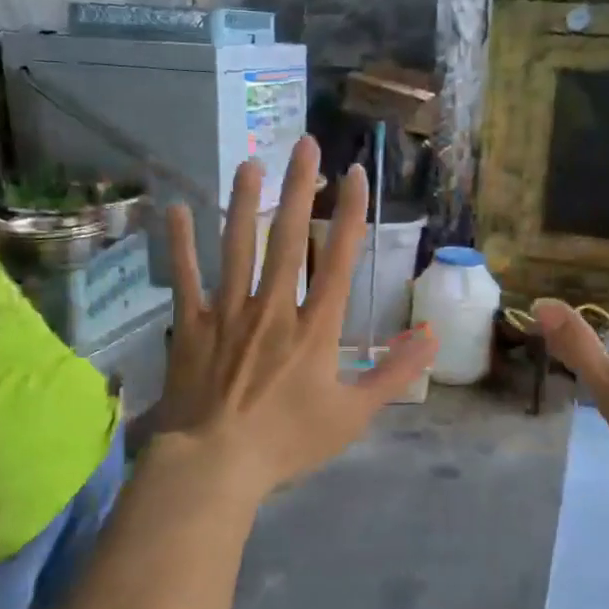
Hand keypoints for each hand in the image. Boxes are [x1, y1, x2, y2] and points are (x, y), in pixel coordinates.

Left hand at [157, 136, 436, 499]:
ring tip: (250, 162)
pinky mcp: (192, 326)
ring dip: (244, 202)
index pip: (340, 259)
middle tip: (305, 144)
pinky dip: (179, 244)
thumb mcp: (353, 414)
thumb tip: (432, 336)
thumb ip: (394, 373)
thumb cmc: (288, 441)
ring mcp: (228, 313)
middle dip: (300, 188)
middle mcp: (273, 307)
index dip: (351, 214)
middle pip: (288, 238)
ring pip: (237, 246)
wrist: (216, 464)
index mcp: (315, 327)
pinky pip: (186, 278)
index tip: (356, 174)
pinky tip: (176, 209)